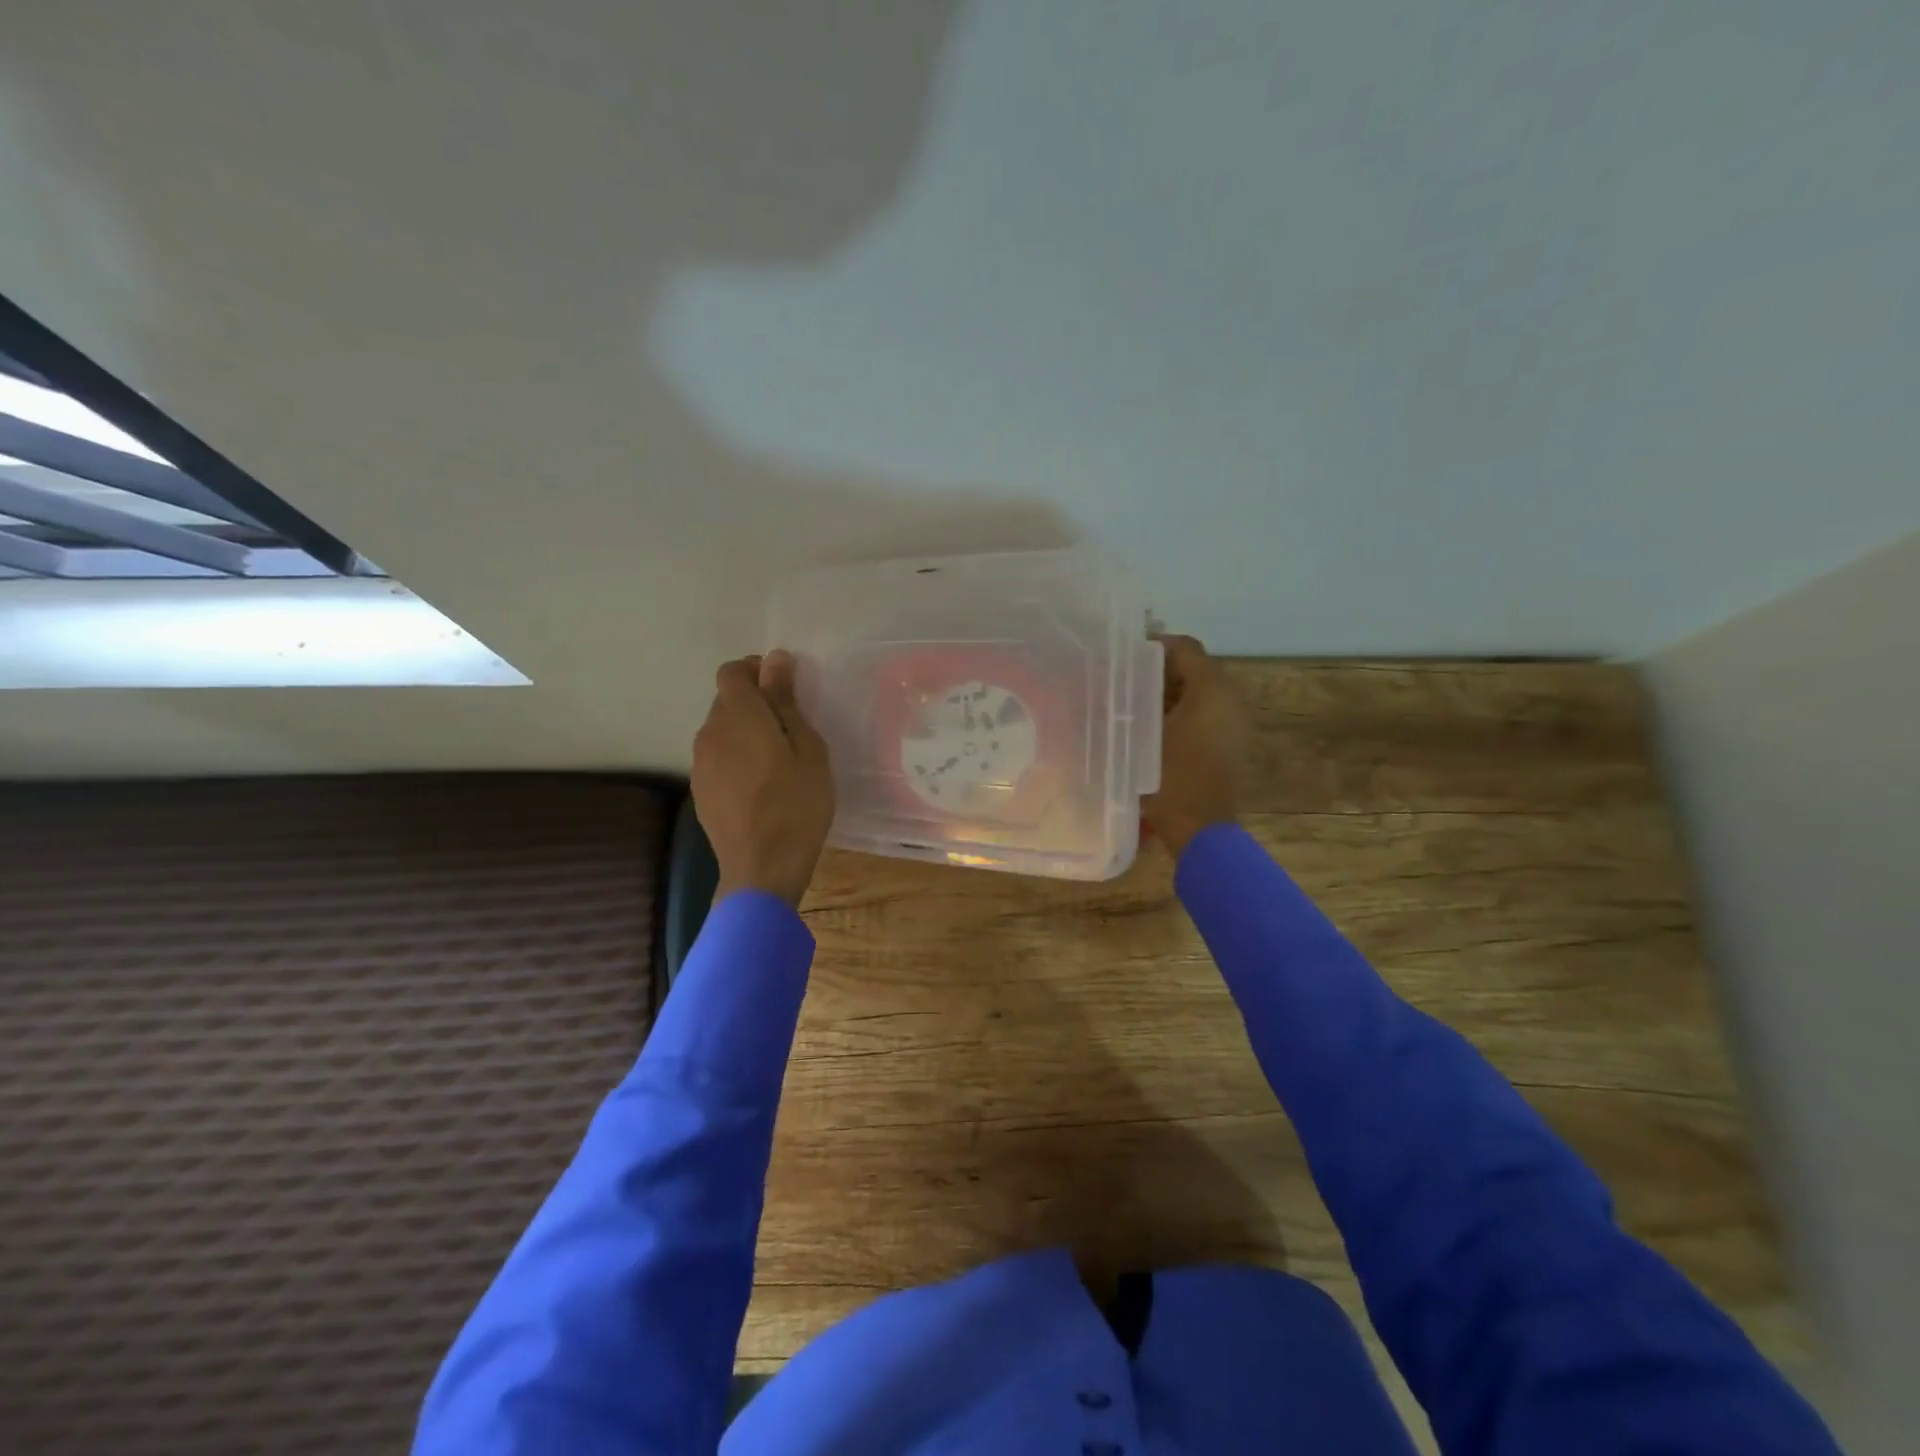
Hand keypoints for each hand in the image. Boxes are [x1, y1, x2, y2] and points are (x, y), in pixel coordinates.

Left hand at [692, 651, 835, 907]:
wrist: (761, 869)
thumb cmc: (796, 804)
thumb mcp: (807, 749)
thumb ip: (786, 701)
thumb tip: (775, 660)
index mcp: (738, 716)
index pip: (732, 672)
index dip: (757, 671)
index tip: (786, 689)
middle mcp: (710, 733)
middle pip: (726, 700)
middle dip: (755, 702)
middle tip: (791, 727)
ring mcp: (700, 764)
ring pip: (721, 730)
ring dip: (745, 731)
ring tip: (778, 759)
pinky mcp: (700, 791)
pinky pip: (718, 758)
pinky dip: (737, 758)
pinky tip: (761, 784)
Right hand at [1143, 634, 1246, 859]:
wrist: (1201, 831)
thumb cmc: (1170, 779)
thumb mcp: (1141, 736)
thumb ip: (1129, 702)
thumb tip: (1112, 681)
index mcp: (1212, 690)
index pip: (1185, 647)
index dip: (1154, 646)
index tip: (1123, 658)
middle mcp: (1230, 699)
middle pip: (1193, 668)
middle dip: (1158, 671)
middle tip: (1122, 682)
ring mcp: (1234, 722)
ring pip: (1198, 691)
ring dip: (1167, 692)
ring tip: (1131, 704)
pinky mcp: (1231, 743)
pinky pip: (1204, 713)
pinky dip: (1179, 712)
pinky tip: (1150, 728)